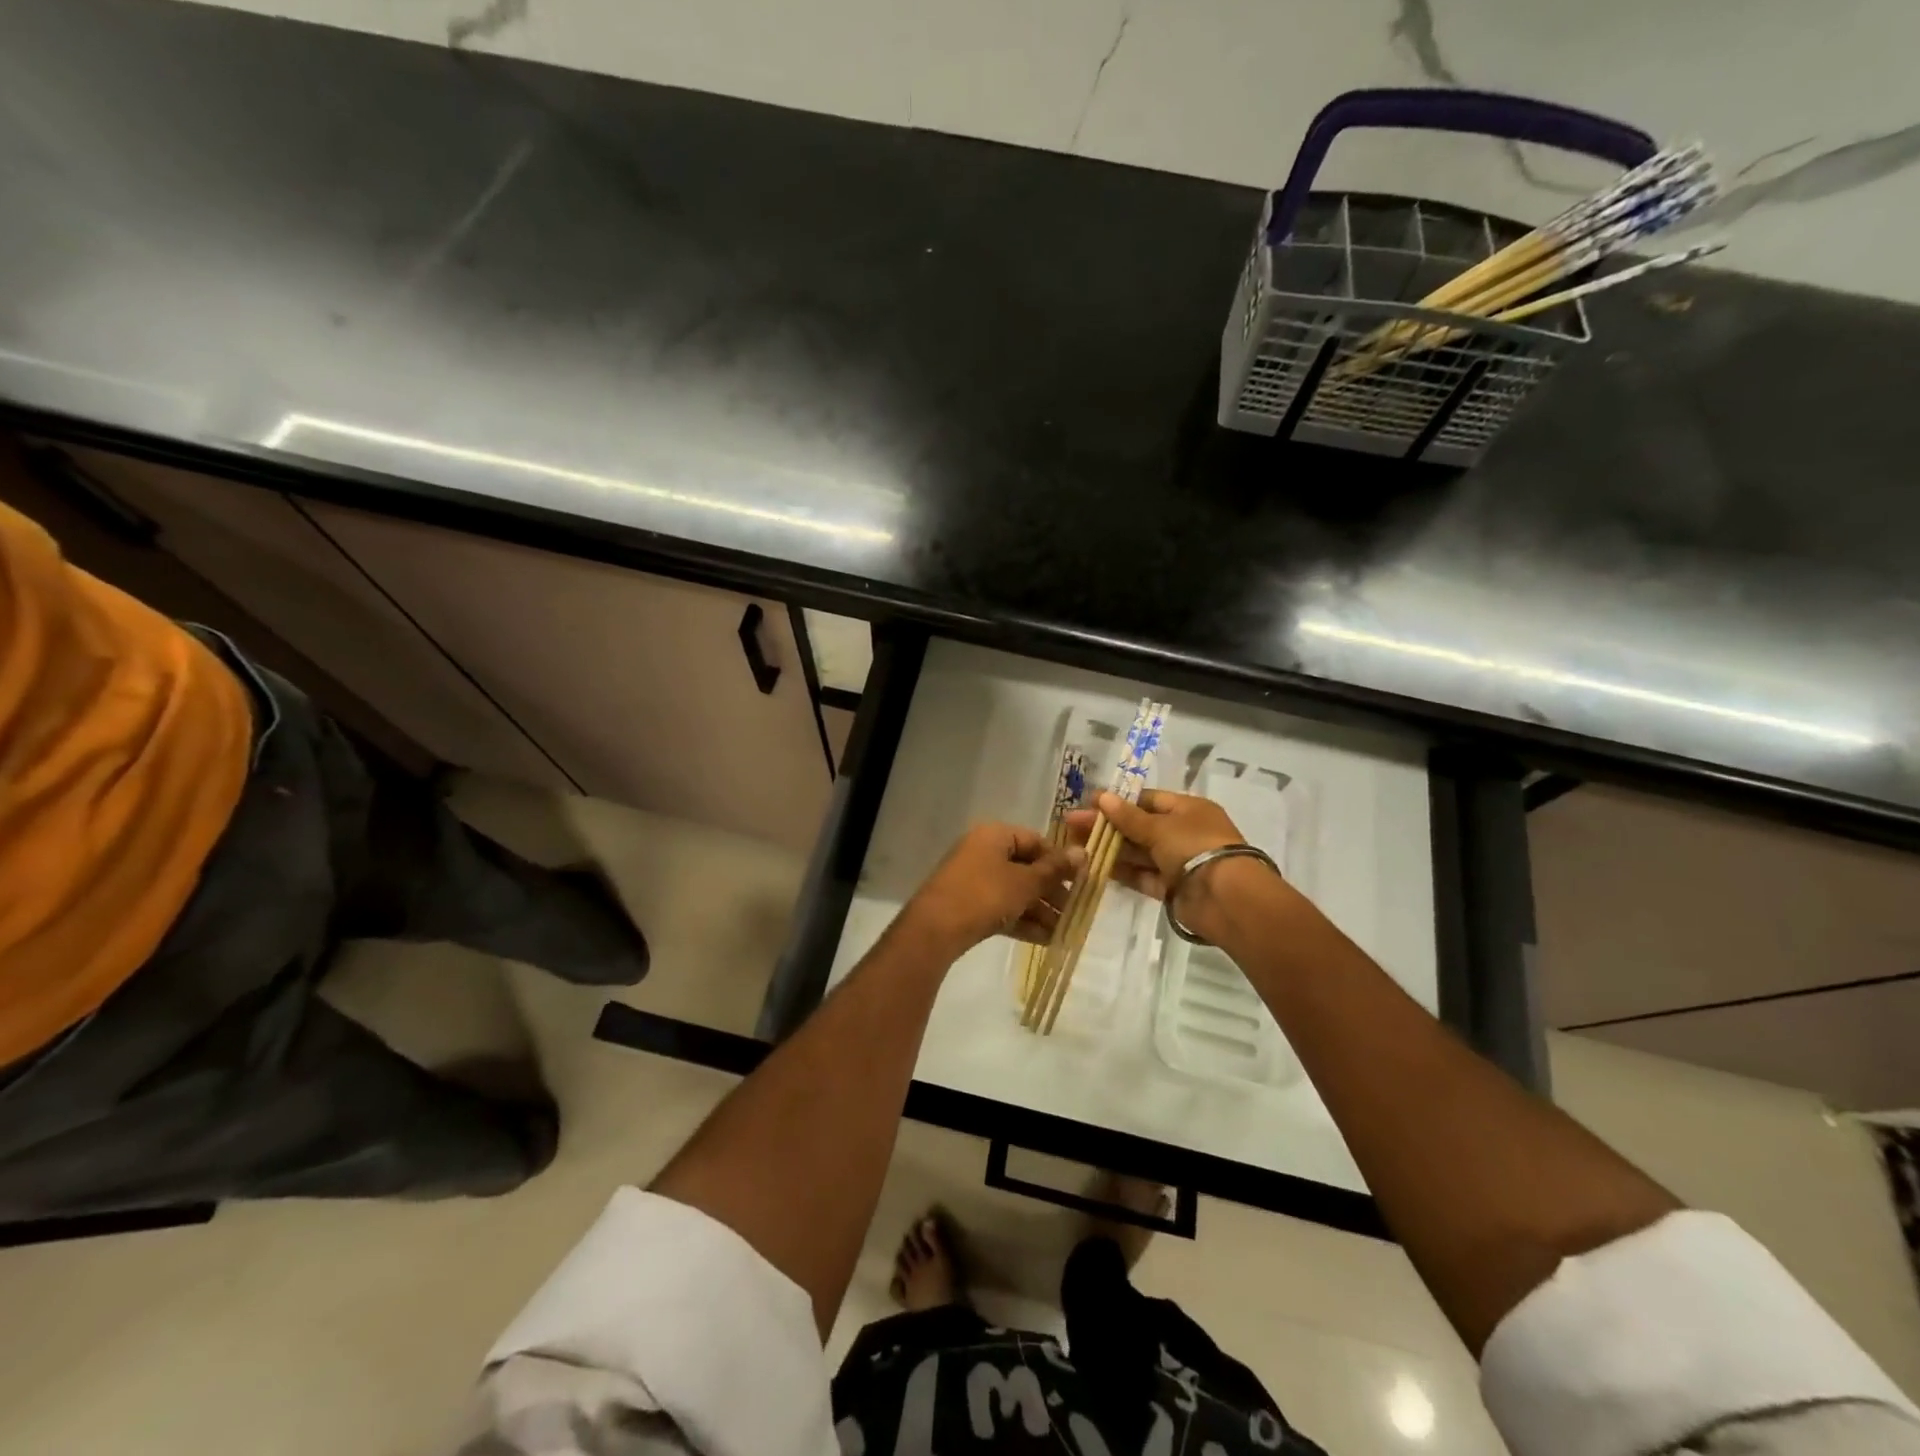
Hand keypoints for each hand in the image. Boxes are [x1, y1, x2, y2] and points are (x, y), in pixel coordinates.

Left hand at [899, 823, 1080, 958]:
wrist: (935, 930)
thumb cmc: (984, 895)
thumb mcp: (1025, 882)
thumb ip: (1054, 869)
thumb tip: (1084, 852)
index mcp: (994, 835)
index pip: (1036, 841)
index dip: (1059, 860)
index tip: (1080, 881)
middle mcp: (983, 852)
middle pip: (1026, 867)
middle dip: (1051, 891)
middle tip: (1074, 911)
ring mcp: (973, 879)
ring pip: (1015, 891)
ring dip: (1040, 910)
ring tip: (1064, 931)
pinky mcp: (968, 905)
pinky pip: (1002, 908)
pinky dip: (1022, 921)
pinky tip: (1046, 941)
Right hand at [1065, 790, 1276, 943]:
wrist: (1226, 897)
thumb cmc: (1195, 847)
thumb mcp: (1159, 826)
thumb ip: (1128, 816)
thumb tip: (1102, 798)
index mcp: (1188, 809)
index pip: (1148, 800)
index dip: (1118, 801)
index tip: (1089, 803)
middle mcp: (1183, 833)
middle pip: (1139, 826)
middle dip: (1106, 825)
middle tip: (1071, 825)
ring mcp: (1177, 862)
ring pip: (1138, 852)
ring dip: (1109, 848)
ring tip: (1074, 846)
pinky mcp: (1171, 888)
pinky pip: (1142, 876)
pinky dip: (1121, 872)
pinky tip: (1093, 867)